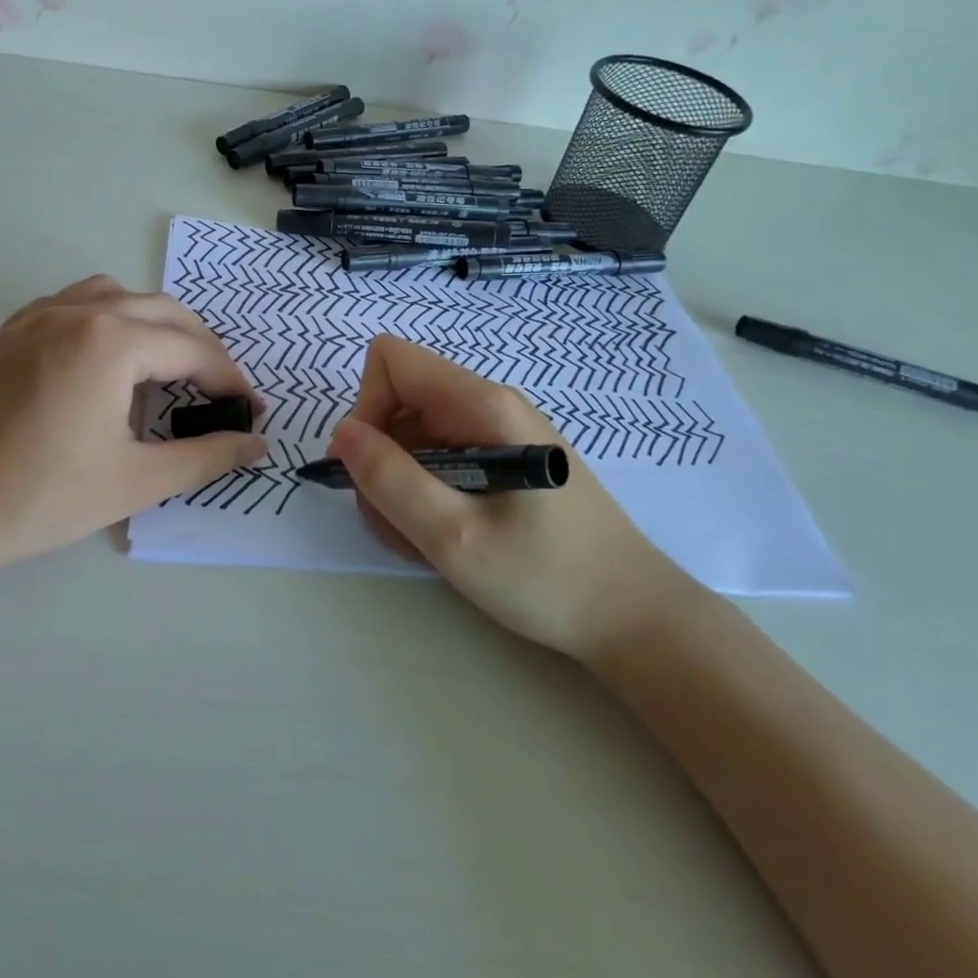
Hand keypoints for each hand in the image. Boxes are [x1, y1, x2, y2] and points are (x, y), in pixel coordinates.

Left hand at [0, 276, 264, 588]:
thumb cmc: (40, 498)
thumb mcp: (135, 480)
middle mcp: (77, 311)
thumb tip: (256, 444)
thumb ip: (206, 457)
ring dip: (154, 323)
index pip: (192, 350)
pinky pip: (74, 303)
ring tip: (167, 366)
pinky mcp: (9, 332)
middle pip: (162, 311)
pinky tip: (106, 359)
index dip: (229, 380)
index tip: (250, 410)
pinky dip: (108, 318)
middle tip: (220, 390)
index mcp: (111, 342)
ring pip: (117, 295)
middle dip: (201, 346)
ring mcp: (36, 315)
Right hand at [329, 336, 692, 663]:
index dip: (367, 406)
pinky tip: (445, 537)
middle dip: (381, 459)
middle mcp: (488, 405)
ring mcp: (497, 433)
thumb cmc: (547, 577)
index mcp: (482, 404)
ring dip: (400, 485)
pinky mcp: (503, 462)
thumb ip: (391, 480)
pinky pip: (441, 459)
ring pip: (415, 436)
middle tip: (396, 522)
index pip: (392, 360)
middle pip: (399, 401)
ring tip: (422, 540)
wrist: (634, 617)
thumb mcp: (455, 537)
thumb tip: (343, 433)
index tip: (370, 468)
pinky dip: (426, 495)